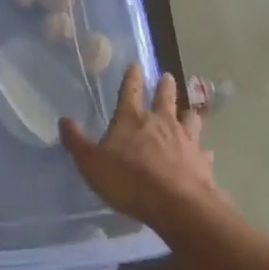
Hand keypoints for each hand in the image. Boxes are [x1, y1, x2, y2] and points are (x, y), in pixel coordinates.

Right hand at [60, 66, 218, 227]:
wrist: (176, 205)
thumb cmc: (129, 180)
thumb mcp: (92, 164)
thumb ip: (77, 142)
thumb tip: (63, 120)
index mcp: (132, 118)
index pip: (130, 90)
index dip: (131, 76)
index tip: (135, 64)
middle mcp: (161, 122)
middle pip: (165, 96)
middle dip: (165, 85)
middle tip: (167, 76)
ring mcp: (185, 140)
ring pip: (190, 118)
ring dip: (188, 113)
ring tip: (189, 111)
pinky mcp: (202, 161)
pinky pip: (203, 151)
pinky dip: (202, 150)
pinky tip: (205, 153)